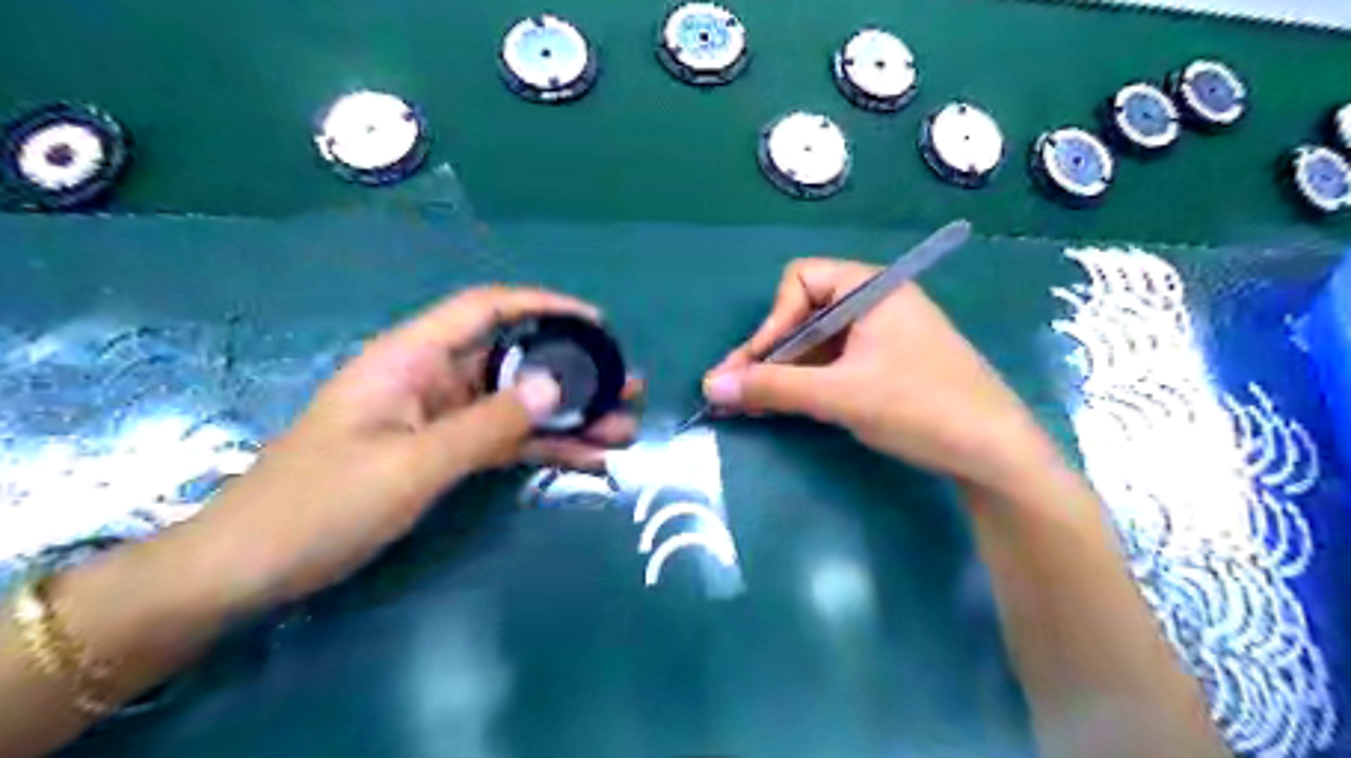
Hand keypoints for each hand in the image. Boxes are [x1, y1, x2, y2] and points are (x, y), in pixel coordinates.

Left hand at [193, 283, 640, 610]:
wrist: (251, 567)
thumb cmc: (321, 505)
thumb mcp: (412, 464)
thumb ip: (488, 424)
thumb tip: (556, 384)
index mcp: (412, 359)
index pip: (486, 309)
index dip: (544, 306)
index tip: (597, 324)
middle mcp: (432, 379)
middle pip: (515, 361)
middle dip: (574, 372)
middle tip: (628, 387)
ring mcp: (441, 418)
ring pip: (518, 405)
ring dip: (569, 416)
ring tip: (624, 429)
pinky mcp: (444, 453)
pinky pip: (505, 441)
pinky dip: (544, 448)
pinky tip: (589, 460)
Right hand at [703, 257, 1061, 489]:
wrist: (995, 454)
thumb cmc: (920, 407)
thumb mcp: (839, 395)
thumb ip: (772, 387)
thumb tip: (709, 387)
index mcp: (872, 288)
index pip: (799, 281)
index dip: (772, 321)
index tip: (754, 365)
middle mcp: (876, 302)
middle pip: (804, 313)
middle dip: (768, 352)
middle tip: (733, 391)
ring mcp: (883, 335)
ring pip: (816, 342)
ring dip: (782, 370)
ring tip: (749, 404)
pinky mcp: (887, 365)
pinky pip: (833, 363)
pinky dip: (806, 382)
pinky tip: (784, 404)